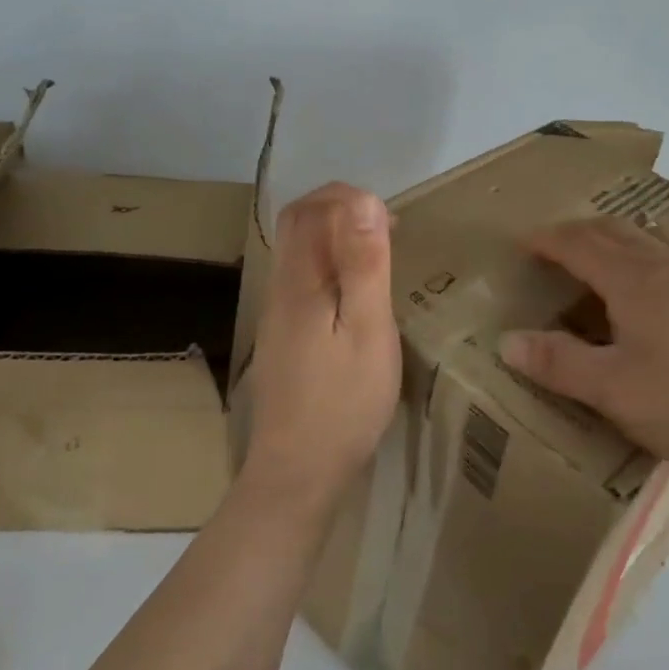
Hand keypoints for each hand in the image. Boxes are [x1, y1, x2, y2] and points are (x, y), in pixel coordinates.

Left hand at [241, 182, 402, 511]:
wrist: (298, 471)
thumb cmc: (343, 401)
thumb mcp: (367, 329)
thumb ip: (364, 264)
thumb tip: (364, 200)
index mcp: (299, 280)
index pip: (310, 209)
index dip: (348, 198)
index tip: (390, 218)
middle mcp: (280, 287)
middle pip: (298, 224)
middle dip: (339, 209)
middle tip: (385, 226)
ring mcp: (278, 312)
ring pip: (299, 251)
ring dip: (335, 236)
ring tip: (378, 253)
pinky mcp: (284, 335)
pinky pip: (304, 278)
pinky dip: (331, 264)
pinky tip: (357, 293)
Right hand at [498, 216, 668, 478]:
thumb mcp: (620, 392)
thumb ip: (561, 364)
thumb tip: (507, 339)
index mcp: (636, 281)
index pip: (579, 244)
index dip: (548, 240)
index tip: (524, 242)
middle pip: (618, 231)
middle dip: (581, 232)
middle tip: (558, 245)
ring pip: (658, 239)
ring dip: (624, 237)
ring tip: (612, 251)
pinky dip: (660, 254)